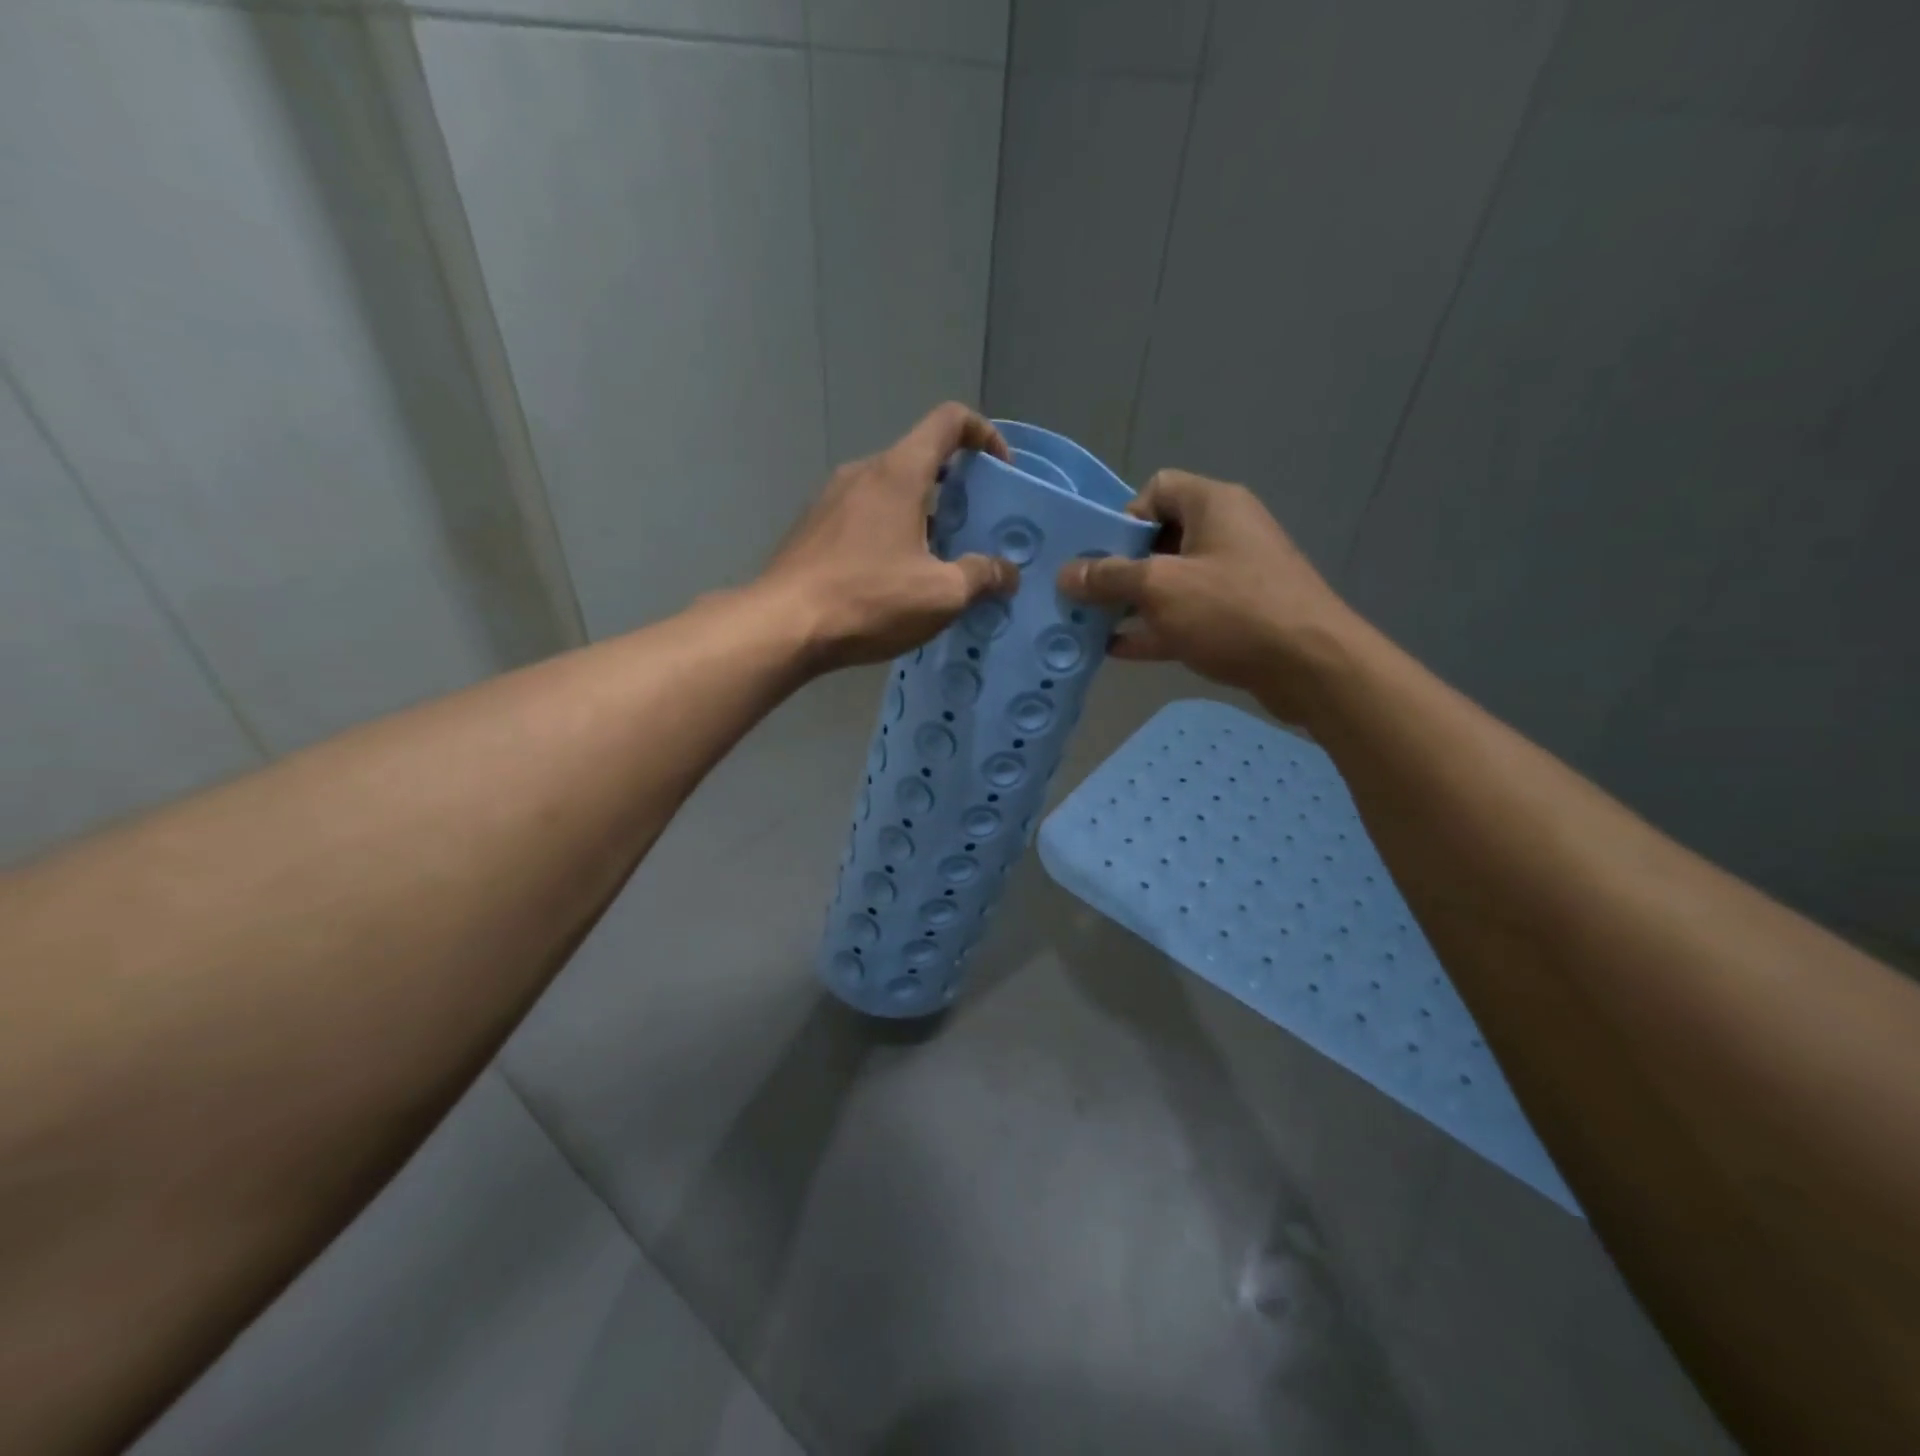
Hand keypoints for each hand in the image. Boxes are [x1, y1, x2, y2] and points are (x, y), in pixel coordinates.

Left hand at [754, 403, 1020, 672]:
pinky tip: (892, 578)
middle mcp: (862, 472)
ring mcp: (831, 498)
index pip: (948, 421)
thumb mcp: (940, 594)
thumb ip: (981, 576)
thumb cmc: (868, 600)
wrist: (782, 626)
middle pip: (919, 459)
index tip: (1000, 470)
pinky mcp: (812, 528)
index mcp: (899, 473)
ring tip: (935, 563)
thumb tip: (1007, 572)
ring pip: (890, 491)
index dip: (983, 434)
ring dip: (921, 515)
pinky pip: (863, 515)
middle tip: (972, 532)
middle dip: (955, 489)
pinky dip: (889, 532)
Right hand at [1057, 470, 1358, 719]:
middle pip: (1159, 538)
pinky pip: (1184, 614)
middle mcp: (1225, 533)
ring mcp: (1233, 577)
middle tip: (1086, 595)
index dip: (1124, 518)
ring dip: (1131, 601)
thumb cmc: (1232, 611)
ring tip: (1090, 623)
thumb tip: (1066, 573)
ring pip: (1170, 581)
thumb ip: (1109, 577)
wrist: (1311, 667)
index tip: (1103, 556)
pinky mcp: (1236, 617)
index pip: (1156, 489)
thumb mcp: (1160, 588)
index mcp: (1213, 505)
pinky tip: (1117, 650)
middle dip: (1119, 567)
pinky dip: (1153, 627)